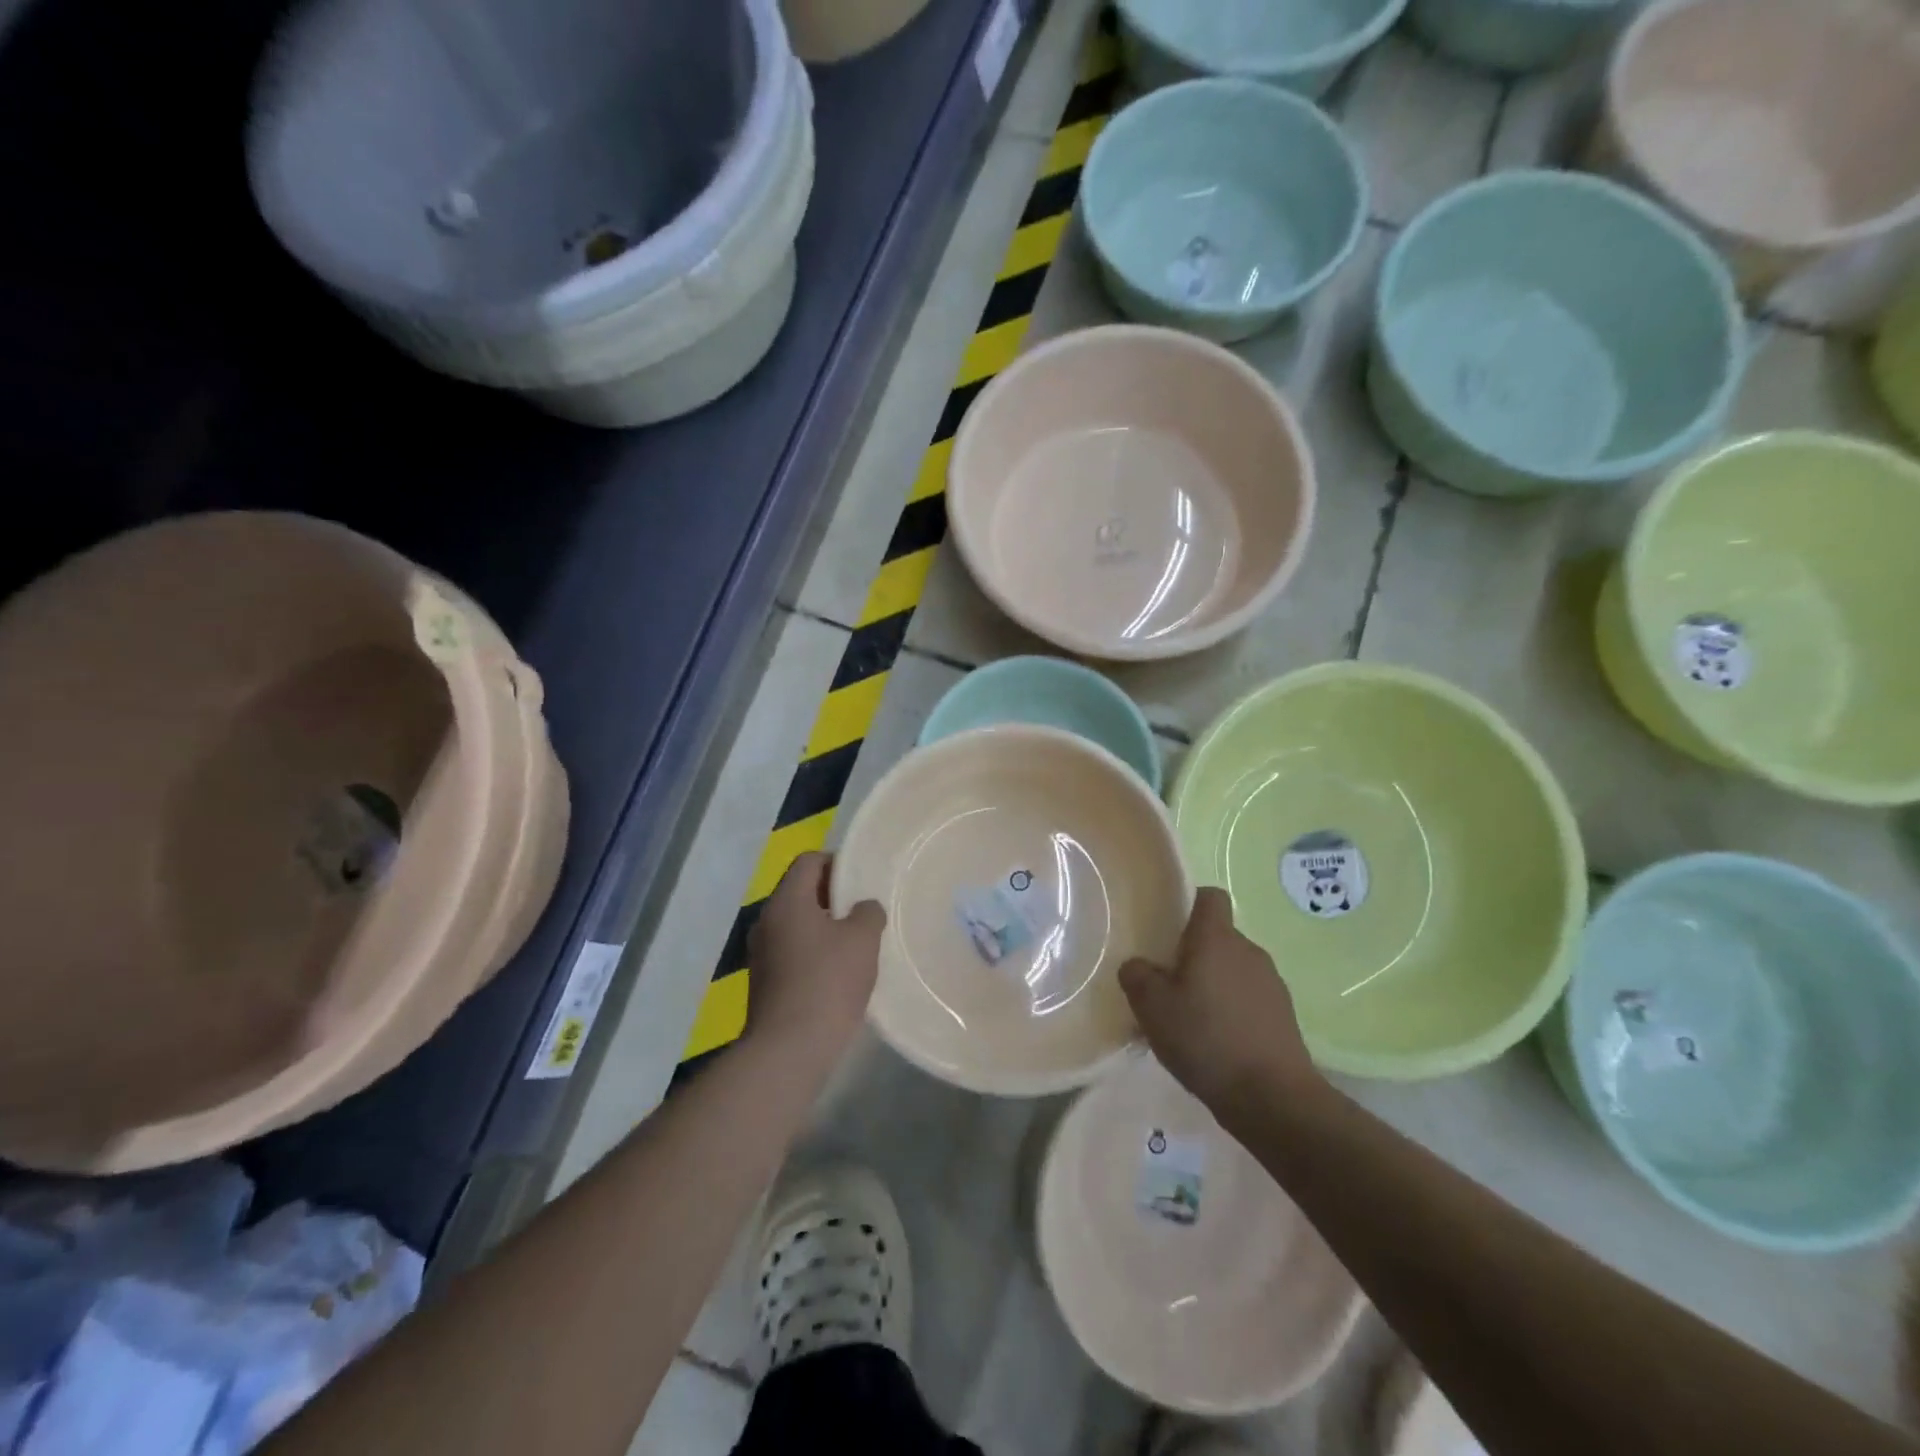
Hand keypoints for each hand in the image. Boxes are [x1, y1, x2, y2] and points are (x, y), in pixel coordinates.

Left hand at [745, 852, 884, 1056]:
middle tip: (863, 913)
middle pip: (800, 892)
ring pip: (796, 925)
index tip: (861, 882)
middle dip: (833, 898)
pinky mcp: (763, 983)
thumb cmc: (828, 982)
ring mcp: (761, 954)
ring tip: (855, 946)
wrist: (790, 1049)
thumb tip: (863, 908)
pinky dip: (813, 954)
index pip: (808, 861)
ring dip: (824, 928)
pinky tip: (837, 975)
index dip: (837, 863)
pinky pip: (791, 953)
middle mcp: (766, 921)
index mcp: (786, 902)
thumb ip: (868, 913)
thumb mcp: (862, 940)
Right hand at [1119, 887, 1319, 1121]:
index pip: (1210, 897)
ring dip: (1214, 986)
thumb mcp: (1151, 1007)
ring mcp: (1272, 984)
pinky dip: (1233, 1012)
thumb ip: (1137, 976)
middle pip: (1218, 938)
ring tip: (1191, 1022)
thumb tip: (1138, 965)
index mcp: (1217, 938)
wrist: (1273, 1097)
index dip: (1190, 905)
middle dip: (1194, 956)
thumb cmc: (1206, 1038)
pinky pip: (1250, 1000)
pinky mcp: (1284, 1016)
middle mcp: (1249, 951)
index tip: (1170, 931)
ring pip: (1234, 970)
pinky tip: (1216, 1045)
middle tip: (1169, 987)